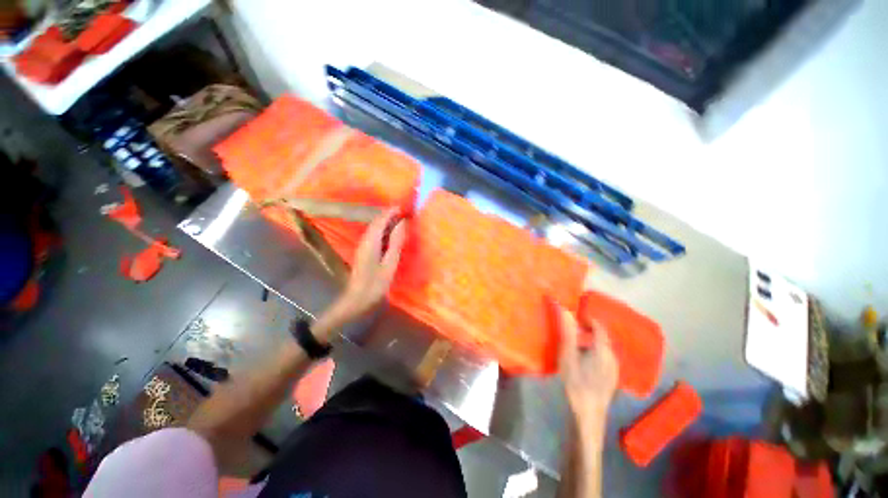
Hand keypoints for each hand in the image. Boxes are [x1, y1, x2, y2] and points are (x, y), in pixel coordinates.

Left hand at [334, 208, 407, 320]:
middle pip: (376, 222)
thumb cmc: (375, 284)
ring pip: (375, 228)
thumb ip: (396, 242)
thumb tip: (402, 223)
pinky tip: (391, 235)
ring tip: (401, 221)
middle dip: (389, 215)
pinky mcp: (364, 252)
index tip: (404, 206)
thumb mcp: (390, 264)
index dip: (391, 211)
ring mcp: (363, 246)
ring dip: (387, 222)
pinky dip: (384, 231)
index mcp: (371, 241)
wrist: (356, 299)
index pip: (380, 220)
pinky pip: (375, 235)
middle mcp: (365, 240)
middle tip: (405, 212)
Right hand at [553, 300, 618, 428]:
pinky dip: (594, 352)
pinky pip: (604, 358)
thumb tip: (564, 309)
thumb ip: (567, 331)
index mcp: (603, 349)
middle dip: (588, 330)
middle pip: (602, 337)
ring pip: (603, 348)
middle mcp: (612, 357)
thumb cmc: (576, 381)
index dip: (588, 318)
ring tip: (575, 344)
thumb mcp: (568, 354)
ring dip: (591, 342)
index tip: (576, 316)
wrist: (588, 413)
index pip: (599, 326)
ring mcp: (614, 369)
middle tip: (572, 329)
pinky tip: (583, 361)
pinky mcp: (611, 378)